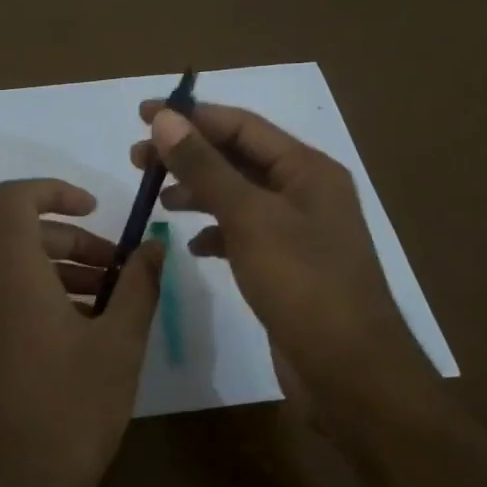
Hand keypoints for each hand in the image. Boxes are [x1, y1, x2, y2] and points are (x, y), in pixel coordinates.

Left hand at [0, 179, 164, 486]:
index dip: (54, 191)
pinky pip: (6, 303)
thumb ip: (139, 285)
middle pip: (22, 237)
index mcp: (11, 274)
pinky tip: (82, 336)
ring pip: (16, 272)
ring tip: (110, 305)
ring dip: (62, 272)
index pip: (14, 199)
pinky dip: (42, 299)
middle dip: (74, 242)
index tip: (95, 210)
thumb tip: (154, 246)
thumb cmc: (71, 409)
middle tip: (120, 270)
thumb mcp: (119, 343)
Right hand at [131, 102, 434, 412]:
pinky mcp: (286, 266)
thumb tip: (164, 118)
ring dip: (198, 192)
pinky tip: (194, 245)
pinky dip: (216, 232)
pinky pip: (243, 233)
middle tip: (137, 159)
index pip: (241, 125)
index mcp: (307, 169)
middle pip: (238, 158)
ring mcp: (297, 231)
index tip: (142, 114)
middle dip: (188, 155)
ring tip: (158, 199)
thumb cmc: (303, 284)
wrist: (349, 372)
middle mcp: (305, 192)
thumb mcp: (249, 218)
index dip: (191, 116)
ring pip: (237, 196)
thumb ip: (205, 167)